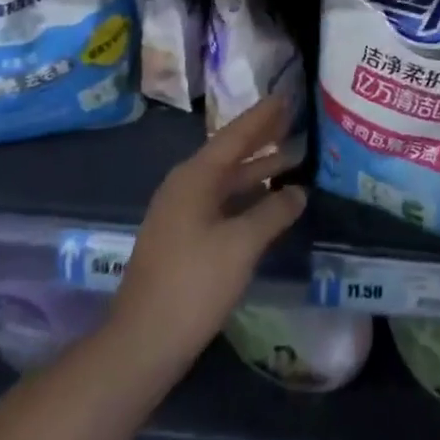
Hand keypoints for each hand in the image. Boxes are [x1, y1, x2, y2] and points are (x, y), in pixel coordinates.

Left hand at [112, 96, 306, 369]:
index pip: (235, 135)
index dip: (262, 116)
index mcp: (195, 178)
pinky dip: (247, 195)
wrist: (142, 343)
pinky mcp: (182, 239)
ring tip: (292, 157)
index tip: (286, 96)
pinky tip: (267, 201)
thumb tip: (298, 191)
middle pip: (229, 154)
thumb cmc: (193, 285)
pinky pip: (221, 202)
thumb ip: (273, 212)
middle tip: (293, 119)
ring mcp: (181, 214)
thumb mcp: (241, 245)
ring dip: (257, 168)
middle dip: (261, 138)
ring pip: (226, 180)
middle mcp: (185, 187)